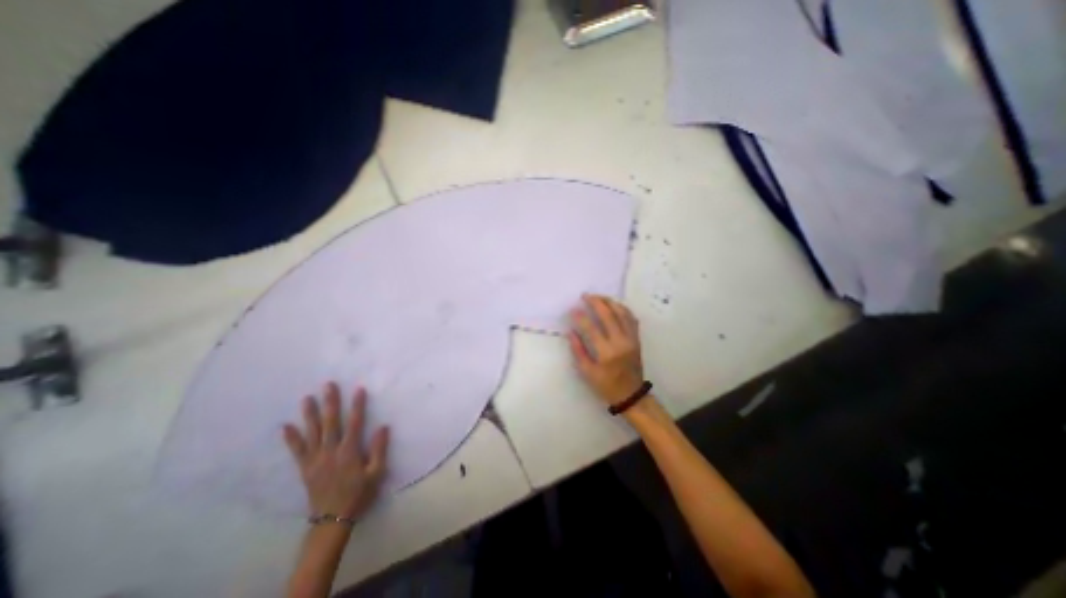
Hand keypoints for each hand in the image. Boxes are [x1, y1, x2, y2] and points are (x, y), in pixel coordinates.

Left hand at [282, 384, 389, 519]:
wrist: (333, 519)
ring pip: (312, 433)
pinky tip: (286, 426)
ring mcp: (315, 460)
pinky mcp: (305, 468)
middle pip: (331, 423)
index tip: (359, 389)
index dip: (357, 406)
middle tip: (328, 385)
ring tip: (307, 398)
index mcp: (349, 452)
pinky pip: (297, 451)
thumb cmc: (359, 493)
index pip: (355, 423)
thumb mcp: (376, 473)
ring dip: (310, 415)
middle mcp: (331, 452)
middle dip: (330, 403)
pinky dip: (291, 438)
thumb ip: (379, 449)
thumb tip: (383, 426)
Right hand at [565, 291, 640, 406]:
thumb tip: (570, 332)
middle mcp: (621, 342)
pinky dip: (623, 308)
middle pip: (609, 315)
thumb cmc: (607, 386)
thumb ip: (578, 351)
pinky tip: (614, 305)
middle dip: (596, 302)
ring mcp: (631, 339)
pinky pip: (631, 318)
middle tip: (585, 296)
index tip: (573, 310)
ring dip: (610, 302)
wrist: (632, 394)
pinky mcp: (637, 339)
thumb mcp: (587, 372)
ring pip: (622, 313)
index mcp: (607, 353)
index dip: (581, 317)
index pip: (592, 328)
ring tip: (598, 296)